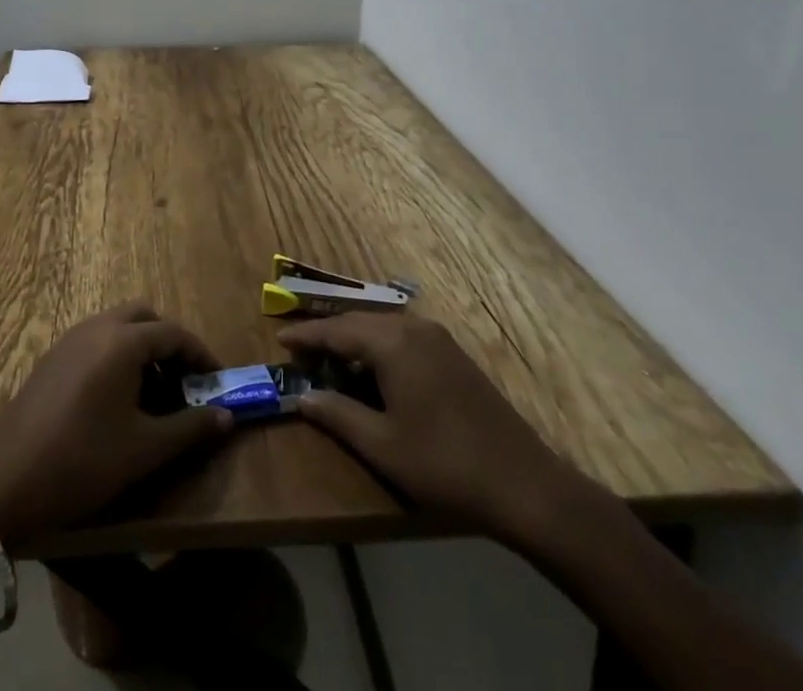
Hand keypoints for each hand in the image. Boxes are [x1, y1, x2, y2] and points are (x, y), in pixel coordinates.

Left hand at [0, 303, 233, 549]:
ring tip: (154, 394)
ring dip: (141, 349)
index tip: (216, 381)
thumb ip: (190, 428)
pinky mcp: (51, 358)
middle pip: (144, 317)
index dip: (200, 355)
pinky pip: (95, 341)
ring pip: (117, 326)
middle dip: (168, 343)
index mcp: (123, 341)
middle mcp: (97, 328)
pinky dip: (116, 356)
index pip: (173, 333)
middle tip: (184, 381)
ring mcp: (69, 340)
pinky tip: (117, 400)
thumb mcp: (145, 449)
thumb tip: (227, 417)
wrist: (6, 482)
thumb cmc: (84, 461)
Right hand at [279, 313, 611, 554]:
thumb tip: (302, 397)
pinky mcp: (453, 354)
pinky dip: (378, 346)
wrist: (523, 482)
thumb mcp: (382, 445)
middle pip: (358, 321)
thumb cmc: (444, 464)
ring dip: (354, 339)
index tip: (279, 339)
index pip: (337, 330)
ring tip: (330, 359)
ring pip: (382, 326)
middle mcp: (413, 328)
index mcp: (393, 343)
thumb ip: (338, 415)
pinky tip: (372, 370)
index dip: (306, 335)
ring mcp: (437, 338)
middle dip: (327, 333)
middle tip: (299, 349)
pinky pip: (403, 336)